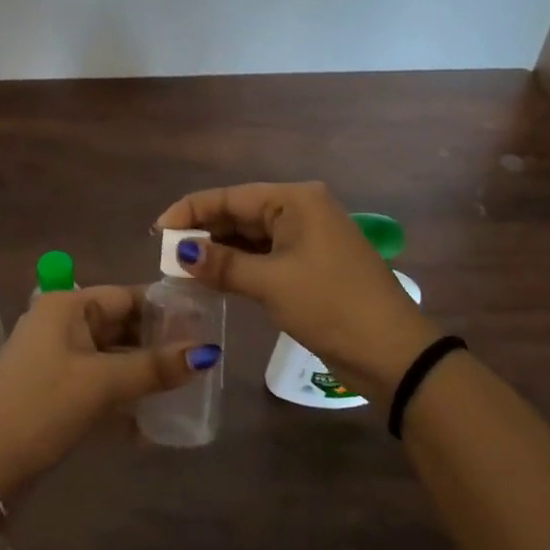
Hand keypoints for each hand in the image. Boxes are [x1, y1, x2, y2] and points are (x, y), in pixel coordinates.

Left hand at [0, 285, 219, 495]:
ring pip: (110, 357)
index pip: (126, 296)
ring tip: (183, 393)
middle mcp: (60, 323)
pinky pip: (97, 383)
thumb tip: (208, 352)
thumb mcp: (103, 384)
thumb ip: (154, 366)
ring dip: (141, 375)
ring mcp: (54, 357)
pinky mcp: (53, 389)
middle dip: (156, 346)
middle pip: (119, 326)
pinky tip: (150, 424)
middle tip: (199, 365)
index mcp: (67, 306)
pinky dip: (121, 397)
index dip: (164, 311)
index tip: (203, 328)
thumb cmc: (44, 408)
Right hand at [156, 181, 436, 401]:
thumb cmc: (330, 305)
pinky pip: (266, 255)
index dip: (191, 211)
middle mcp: (301, 210)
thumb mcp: (270, 283)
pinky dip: (240, 265)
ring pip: (252, 236)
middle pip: (240, 213)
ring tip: (182, 267)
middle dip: (204, 232)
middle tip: (165, 254)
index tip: (157, 231)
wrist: (392, 352)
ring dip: (220, 250)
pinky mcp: (311, 264)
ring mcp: (308, 237)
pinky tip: (214, 278)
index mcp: (295, 200)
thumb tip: (180, 251)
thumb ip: (222, 264)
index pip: (231, 197)